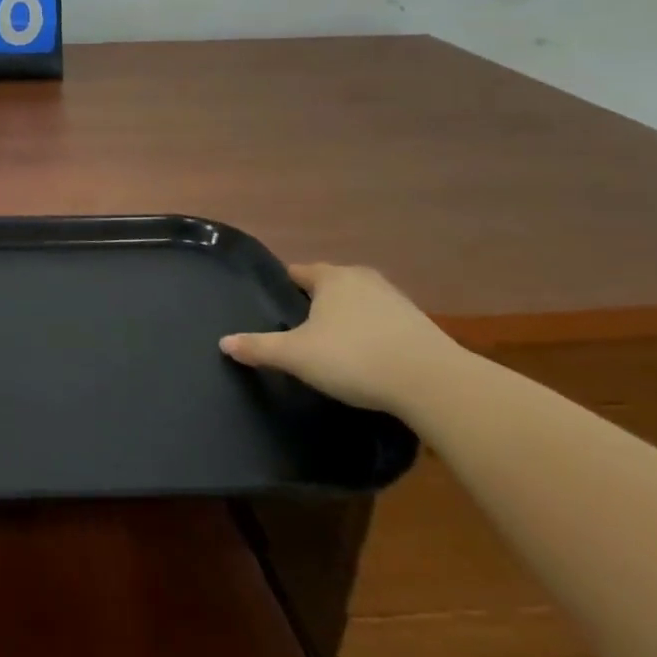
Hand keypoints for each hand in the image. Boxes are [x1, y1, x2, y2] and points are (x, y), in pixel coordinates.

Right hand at [219, 262, 465, 415]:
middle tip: (299, 329)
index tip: (272, 306)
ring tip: (332, 346)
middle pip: (329, 285)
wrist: (433, 383)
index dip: (283, 288)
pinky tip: (366, 359)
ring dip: (346, 319)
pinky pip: (383, 323)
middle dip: (314, 302)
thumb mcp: (296, 356)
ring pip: (358, 303)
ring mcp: (396, 300)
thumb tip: (223, 342)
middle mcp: (363, 279)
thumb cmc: (354, 358)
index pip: (297, 272)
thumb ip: (259, 347)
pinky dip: (371, 335)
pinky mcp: (420, 326)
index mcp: (331, 277)